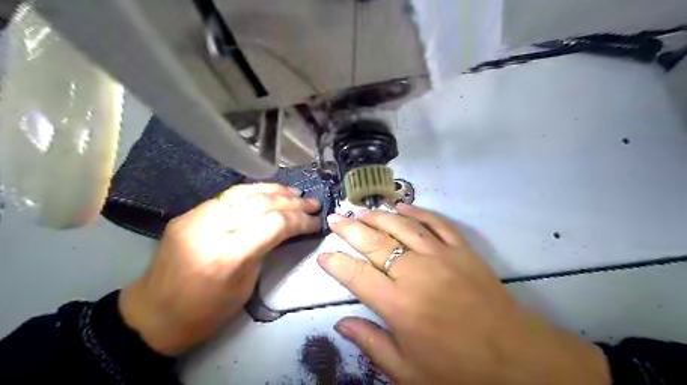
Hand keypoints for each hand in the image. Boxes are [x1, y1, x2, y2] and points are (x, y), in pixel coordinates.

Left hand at [119, 183, 321, 355]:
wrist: (151, 315)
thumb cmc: (204, 312)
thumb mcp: (245, 286)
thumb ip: (264, 251)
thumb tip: (285, 229)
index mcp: (226, 256)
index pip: (274, 224)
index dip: (300, 220)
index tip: (316, 222)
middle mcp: (210, 229)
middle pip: (261, 203)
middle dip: (293, 202)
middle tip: (313, 204)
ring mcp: (195, 217)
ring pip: (244, 191)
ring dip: (275, 190)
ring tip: (295, 193)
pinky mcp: (189, 213)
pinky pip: (227, 196)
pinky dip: (254, 192)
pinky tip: (268, 193)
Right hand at [319, 203, 608, 382]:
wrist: (517, 358)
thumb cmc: (459, 370)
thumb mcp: (408, 371)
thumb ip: (371, 343)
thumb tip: (340, 324)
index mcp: (398, 304)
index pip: (355, 274)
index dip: (335, 263)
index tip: (323, 256)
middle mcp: (415, 273)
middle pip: (374, 241)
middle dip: (349, 228)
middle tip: (334, 218)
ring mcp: (441, 256)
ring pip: (401, 225)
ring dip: (378, 215)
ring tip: (361, 211)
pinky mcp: (462, 250)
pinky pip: (436, 223)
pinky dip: (418, 212)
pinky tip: (404, 206)